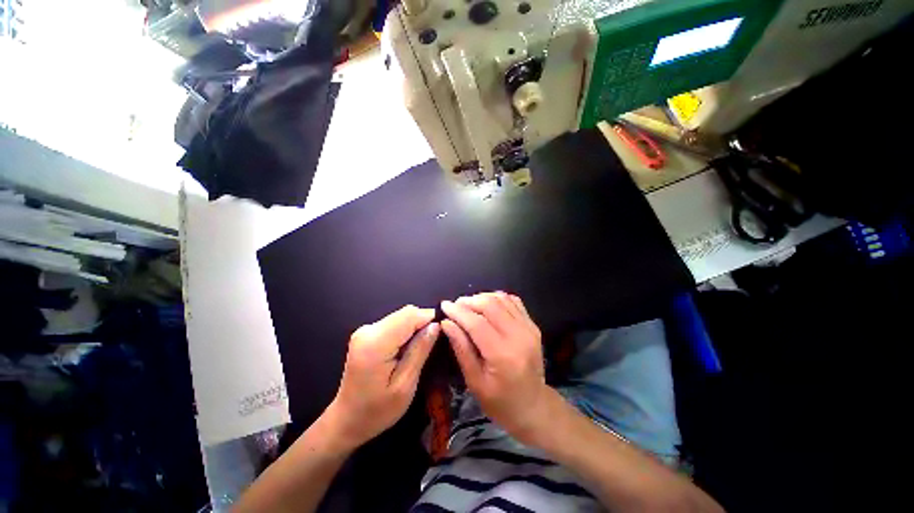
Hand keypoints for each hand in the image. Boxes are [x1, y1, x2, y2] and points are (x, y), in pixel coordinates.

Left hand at [326, 305, 439, 448]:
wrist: (347, 420)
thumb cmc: (377, 410)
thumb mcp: (405, 385)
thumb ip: (420, 350)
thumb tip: (436, 325)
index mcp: (375, 342)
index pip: (410, 315)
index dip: (430, 318)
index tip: (443, 332)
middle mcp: (368, 329)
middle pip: (406, 313)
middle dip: (423, 323)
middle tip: (433, 344)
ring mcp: (366, 330)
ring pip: (402, 317)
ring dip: (415, 328)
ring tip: (421, 349)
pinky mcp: (368, 333)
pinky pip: (395, 323)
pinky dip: (406, 331)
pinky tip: (407, 349)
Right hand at [441, 292, 552, 442]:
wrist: (533, 406)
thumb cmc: (500, 402)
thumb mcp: (474, 381)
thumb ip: (461, 348)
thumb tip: (446, 323)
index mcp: (503, 354)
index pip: (477, 323)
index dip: (458, 311)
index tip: (444, 305)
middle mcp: (519, 336)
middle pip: (490, 305)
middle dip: (469, 301)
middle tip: (455, 306)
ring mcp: (528, 328)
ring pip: (501, 299)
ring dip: (482, 298)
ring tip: (469, 306)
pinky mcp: (532, 325)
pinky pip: (513, 301)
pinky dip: (497, 299)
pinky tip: (487, 307)